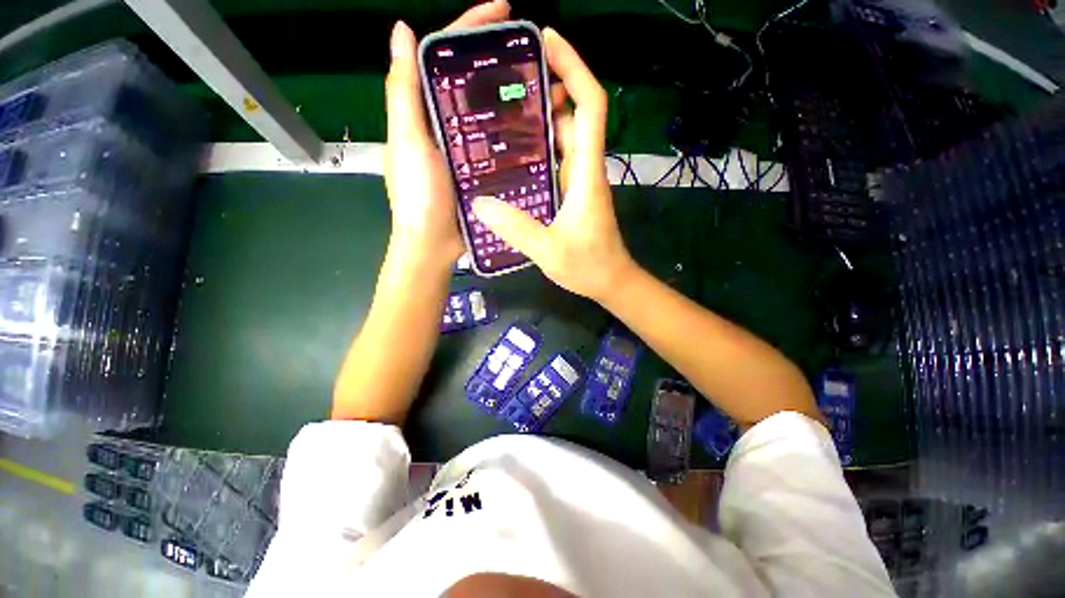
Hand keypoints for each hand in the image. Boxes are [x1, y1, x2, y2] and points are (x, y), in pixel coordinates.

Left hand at [383, 1, 510, 268]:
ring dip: (512, 100)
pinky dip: (513, 136)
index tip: (504, 12)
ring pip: (489, 116)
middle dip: (499, 64)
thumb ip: (404, 91)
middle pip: (472, 85)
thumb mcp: (408, 141)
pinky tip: (533, 131)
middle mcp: (445, 126)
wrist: (432, 245)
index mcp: (425, 112)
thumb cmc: (418, 197)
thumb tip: (403, 31)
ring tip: (541, 90)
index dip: (472, 29)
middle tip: (531, 58)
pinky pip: (498, 147)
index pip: (446, 58)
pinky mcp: (479, 173)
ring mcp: (465, 151)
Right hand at [472, 29, 635, 301]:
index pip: (590, 107)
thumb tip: (480, 203)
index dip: (575, 68)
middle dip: (550, 88)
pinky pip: (556, 161)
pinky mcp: (573, 194)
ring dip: (541, 120)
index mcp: (586, 172)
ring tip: (503, 112)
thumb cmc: (588, 266)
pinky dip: (539, 150)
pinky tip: (513, 156)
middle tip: (509, 81)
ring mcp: (579, 181)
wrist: (610, 281)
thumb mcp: (549, 250)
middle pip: (573, 116)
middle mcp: (584, 169)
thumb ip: (516, 228)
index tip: (549, 42)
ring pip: (563, 138)